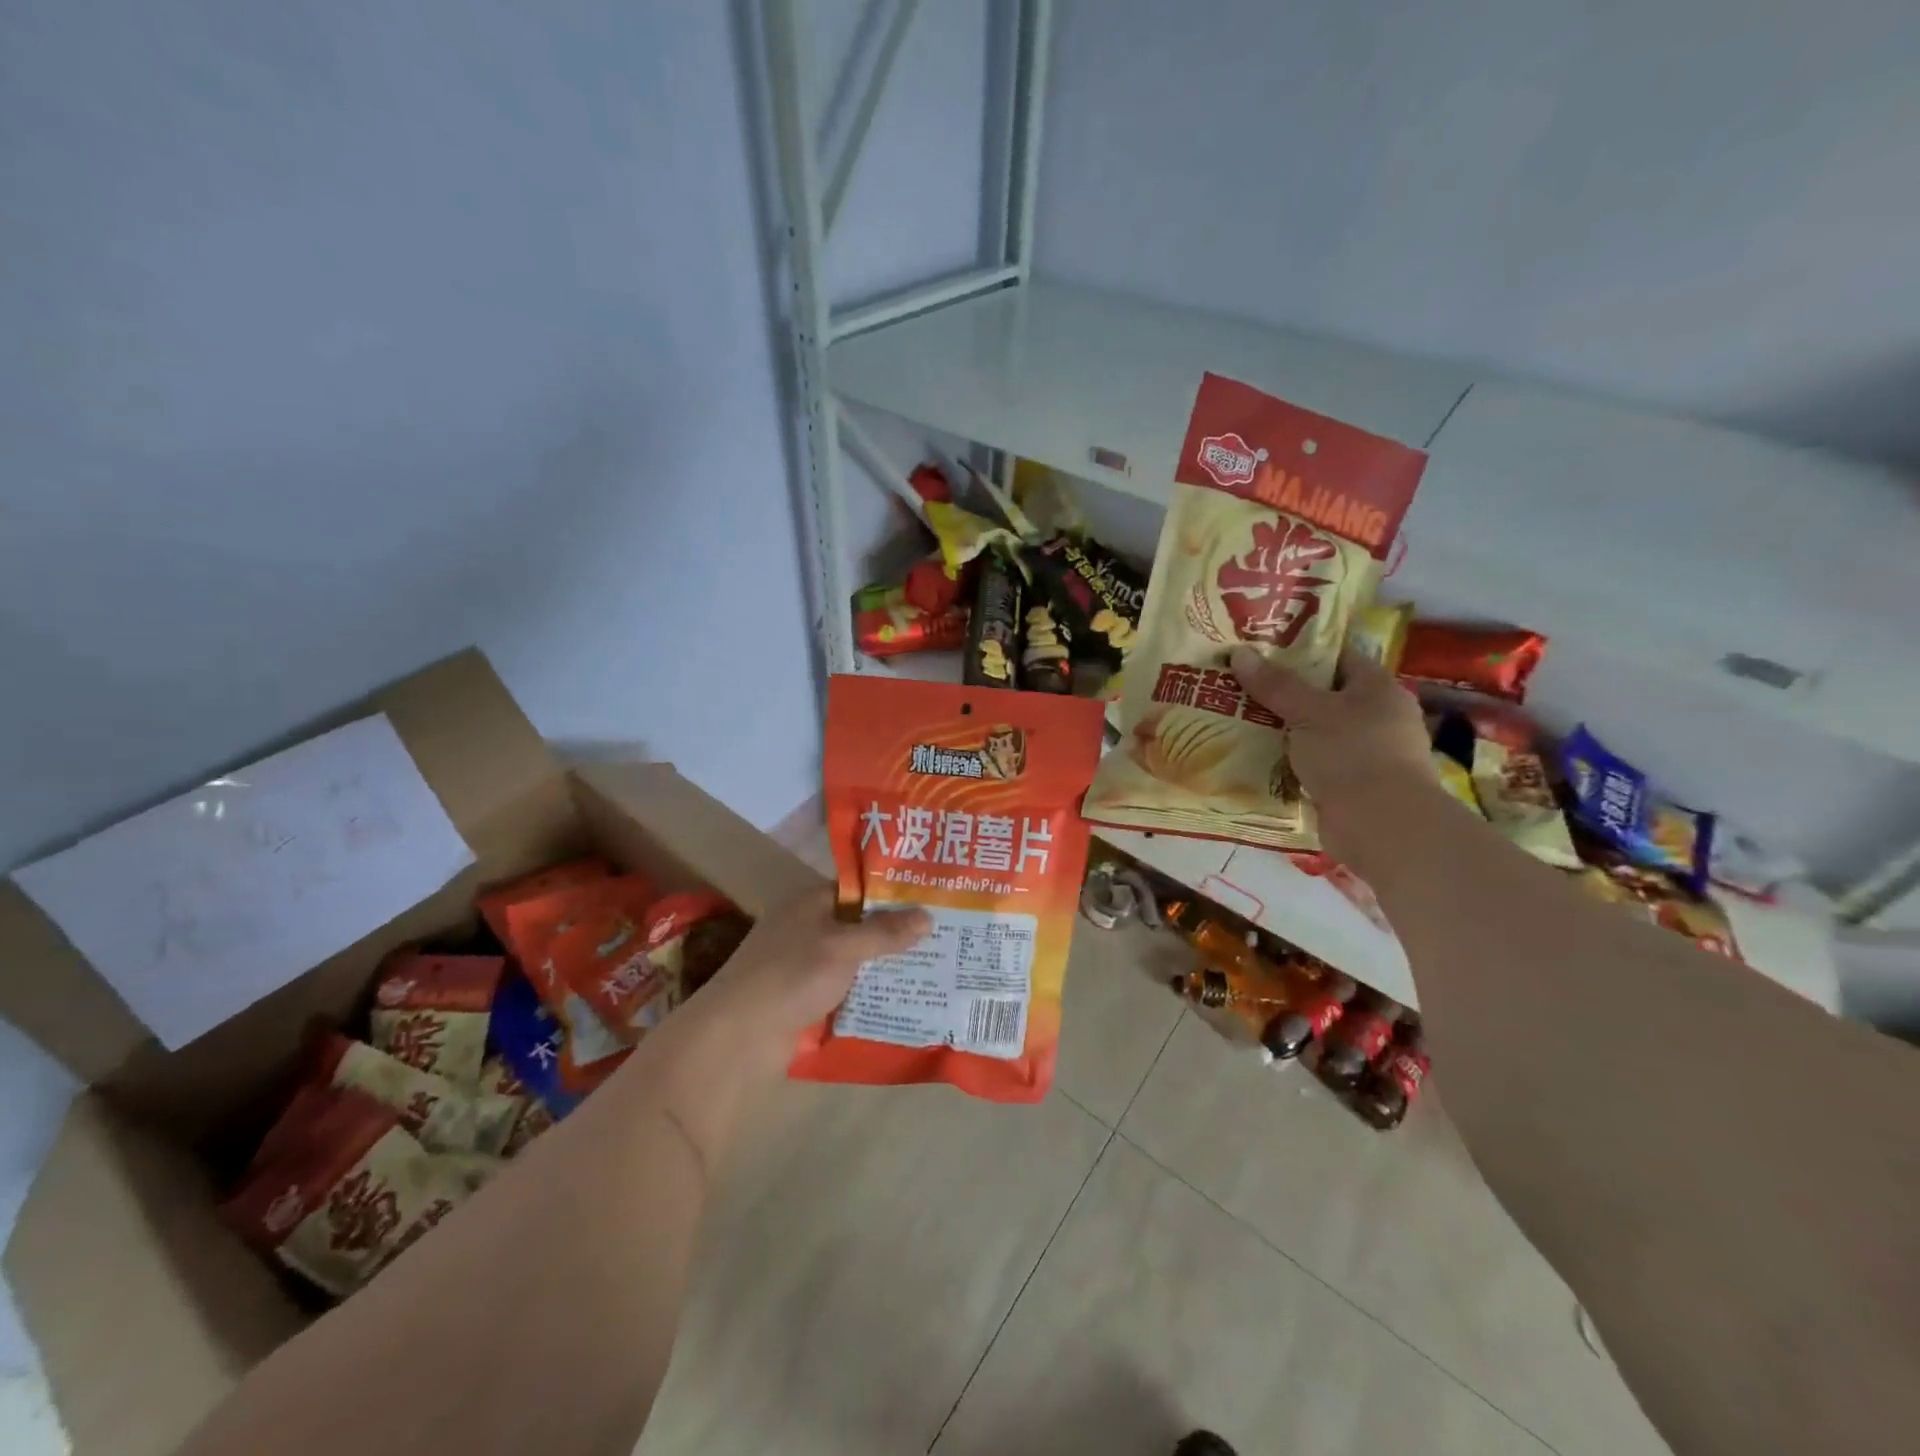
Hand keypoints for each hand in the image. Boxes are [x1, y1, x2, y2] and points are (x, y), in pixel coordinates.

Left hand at [696, 888, 930, 1065]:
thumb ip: (885, 932)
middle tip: (944, 937)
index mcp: (811, 902)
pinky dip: (869, 994)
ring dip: (885, 967)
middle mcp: (807, 928)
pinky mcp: (805, 1001)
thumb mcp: (843, 947)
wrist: (737, 1038)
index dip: (894, 892)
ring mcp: (804, 967)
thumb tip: (928, 916)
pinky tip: (904, 1001)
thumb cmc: (791, 976)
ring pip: (855, 961)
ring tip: (935, 970)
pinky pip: (846, 991)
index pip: (859, 887)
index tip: (933, 899)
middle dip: (897, 933)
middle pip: (859, 925)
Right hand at [1230, 644, 1433, 859]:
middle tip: (1238, 686)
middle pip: (1323, 696)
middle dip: (1283, 694)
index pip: (1338, 657)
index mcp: (1378, 688)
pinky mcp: (1352, 786)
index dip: (1300, 651)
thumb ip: (1275, 684)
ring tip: (1236, 721)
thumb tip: (1239, 652)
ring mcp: (1366, 754)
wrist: (1381, 825)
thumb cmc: (1352, 754)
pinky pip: (1312, 765)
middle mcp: (1378, 717)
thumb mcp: (1308, 712)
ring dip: (1283, 731)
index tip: (1260, 651)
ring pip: (1315, 733)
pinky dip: (1288, 762)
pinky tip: (1255, 759)